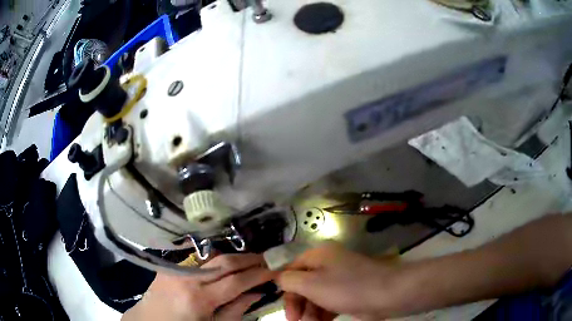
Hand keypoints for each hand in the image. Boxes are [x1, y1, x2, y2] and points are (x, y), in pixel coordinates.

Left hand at [122, 254, 275, 320]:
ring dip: (235, 258)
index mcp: (199, 299)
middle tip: (268, 259)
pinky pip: (199, 259)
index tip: (275, 269)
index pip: (236, 281)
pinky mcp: (170, 265)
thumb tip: (257, 293)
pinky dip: (216, 260)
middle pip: (225, 262)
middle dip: (250, 259)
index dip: (258, 274)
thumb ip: (236, 310)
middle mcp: (187, 278)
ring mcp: (176, 269)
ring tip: (251, 261)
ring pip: (212, 256)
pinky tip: (226, 265)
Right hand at [277, 243, 397, 320]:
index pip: (291, 270)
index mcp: (318, 256)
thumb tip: (279, 278)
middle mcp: (328, 264)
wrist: (388, 294)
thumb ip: (289, 280)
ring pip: (315, 296)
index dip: (285, 289)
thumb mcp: (312, 284)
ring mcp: (340, 279)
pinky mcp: (349, 292)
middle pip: (303, 285)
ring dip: (309, 312)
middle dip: (298, 305)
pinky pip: (329, 303)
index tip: (285, 309)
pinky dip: (322, 314)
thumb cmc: (347, 288)